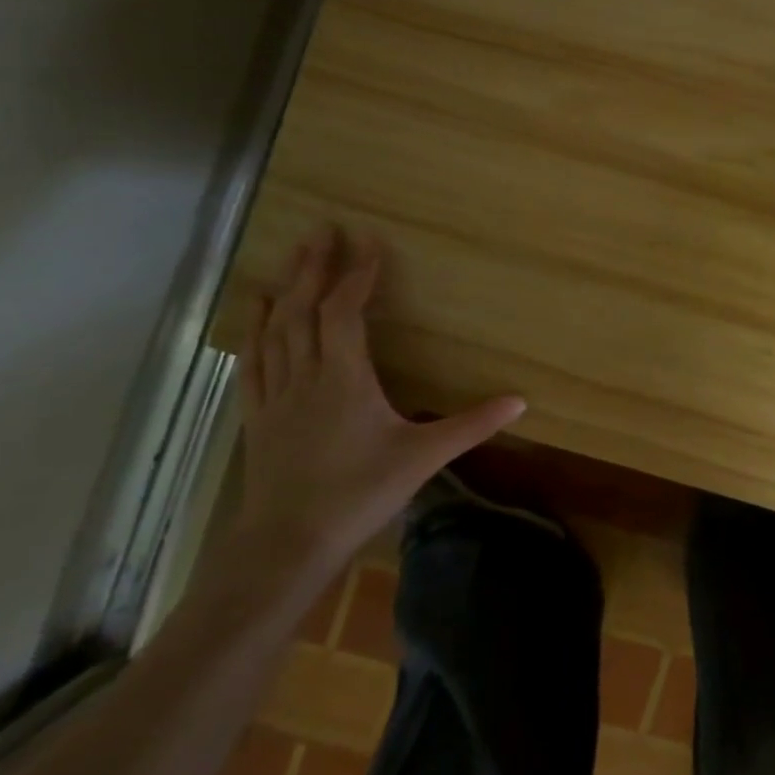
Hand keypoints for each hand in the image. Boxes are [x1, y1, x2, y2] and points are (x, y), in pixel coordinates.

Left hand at [232, 224, 525, 580]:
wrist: (286, 546)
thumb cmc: (359, 494)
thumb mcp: (424, 458)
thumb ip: (473, 425)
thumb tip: (521, 401)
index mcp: (344, 379)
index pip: (346, 313)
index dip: (358, 275)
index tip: (371, 244)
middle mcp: (305, 377)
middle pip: (303, 310)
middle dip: (313, 267)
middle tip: (321, 229)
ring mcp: (275, 397)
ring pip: (274, 331)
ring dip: (283, 291)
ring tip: (289, 260)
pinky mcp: (258, 418)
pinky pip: (253, 363)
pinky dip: (254, 332)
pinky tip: (256, 318)